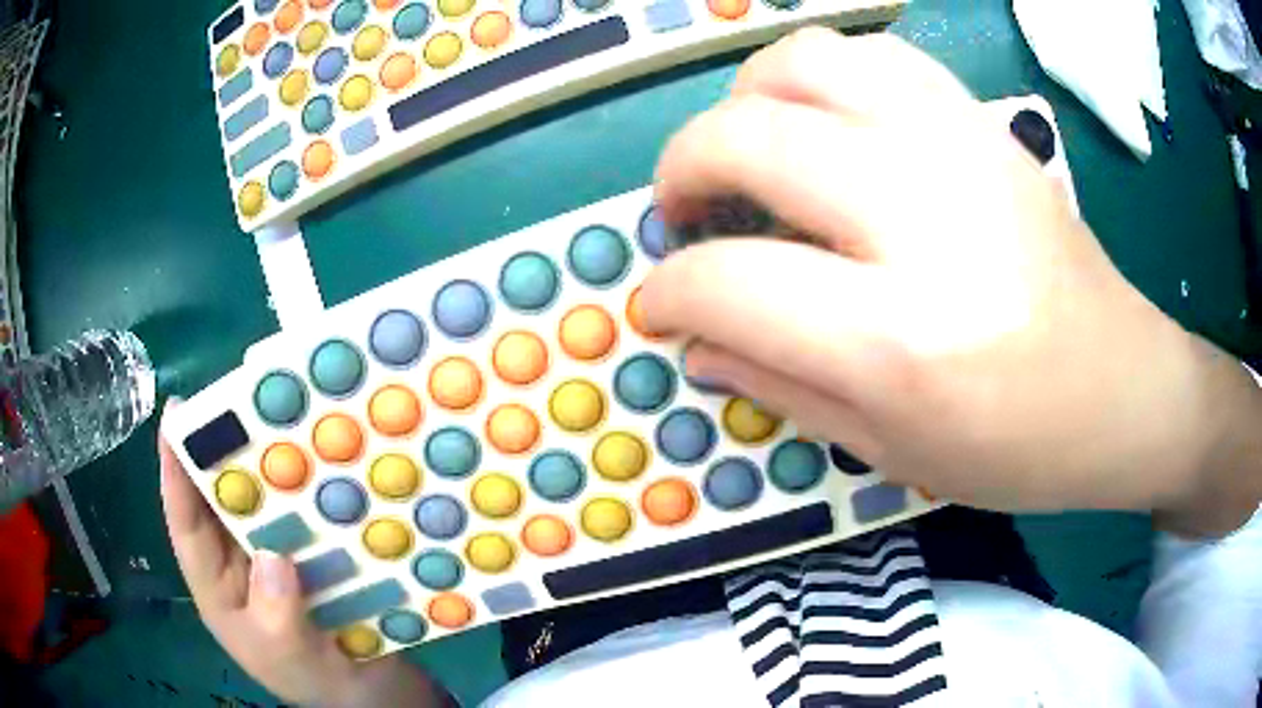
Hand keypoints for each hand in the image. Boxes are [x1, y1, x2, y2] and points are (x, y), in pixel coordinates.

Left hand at [159, 402, 450, 706]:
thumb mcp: (289, 659)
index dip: (175, 471)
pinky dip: (310, 491)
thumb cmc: (316, 682)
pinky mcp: (310, 557)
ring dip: (271, 466)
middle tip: (237, 402)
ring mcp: (274, 557)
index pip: (187, 526)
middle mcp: (239, 563)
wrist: (371, 696)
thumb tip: (272, 556)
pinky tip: (328, 465)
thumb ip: (276, 618)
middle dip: (222, 451)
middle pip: (222, 500)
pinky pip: (302, 516)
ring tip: (282, 422)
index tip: (174, 416)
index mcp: (218, 588)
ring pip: (262, 503)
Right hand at [643, 29, 1261, 534]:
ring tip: (748, 153)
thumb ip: (778, 387)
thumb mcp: (889, 450)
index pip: (730, 282)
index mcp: (902, 338)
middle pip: (746, 137)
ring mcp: (960, 148)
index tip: (662, 305)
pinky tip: (824, 128)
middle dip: (680, 172)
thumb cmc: (1017, 447)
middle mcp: (926, 217)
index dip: (671, 292)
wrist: (1122, 388)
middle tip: (685, 214)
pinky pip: (871, 57)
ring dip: (744, 100)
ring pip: (802, 61)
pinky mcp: (982, 123)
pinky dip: (820, 79)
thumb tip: (697, 338)